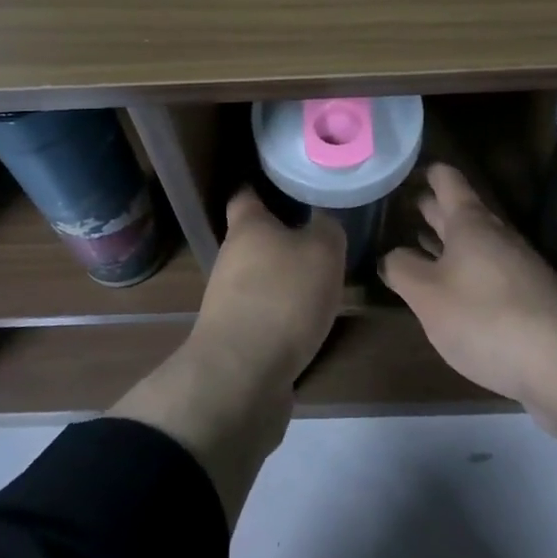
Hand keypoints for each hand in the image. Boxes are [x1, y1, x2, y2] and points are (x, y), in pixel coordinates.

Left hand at [187, 188, 346, 389]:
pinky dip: (284, 310)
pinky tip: (310, 317)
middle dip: (284, 235)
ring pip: (261, 274)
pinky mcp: (237, 335)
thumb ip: (327, 227)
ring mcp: (229, 298)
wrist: (243, 375)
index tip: (291, 182)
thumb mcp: (323, 250)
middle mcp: (231, 257)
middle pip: (256, 236)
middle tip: (322, 234)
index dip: (265, 186)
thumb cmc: (283, 296)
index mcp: (247, 226)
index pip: (246, 193)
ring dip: (286, 275)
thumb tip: (323, 220)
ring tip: (323, 277)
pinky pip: (265, 310)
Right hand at [380, 163, 556, 407]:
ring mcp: (515, 266)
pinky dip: (461, 270)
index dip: (425, 171)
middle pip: (459, 211)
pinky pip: (485, 271)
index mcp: (470, 223)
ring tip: (413, 242)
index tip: (403, 170)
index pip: (447, 180)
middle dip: (430, 207)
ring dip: (444, 241)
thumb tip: (390, 255)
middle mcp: (495, 235)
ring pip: (472, 243)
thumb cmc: (486, 317)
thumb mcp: (427, 295)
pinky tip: (448, 288)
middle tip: (399, 205)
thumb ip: (402, 269)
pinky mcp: (526, 297)